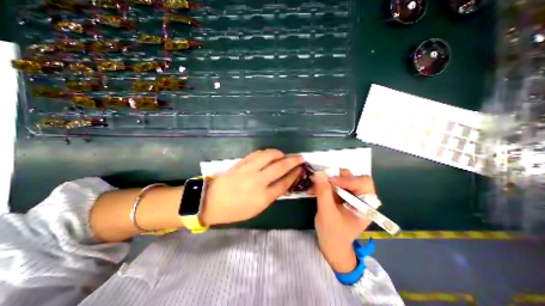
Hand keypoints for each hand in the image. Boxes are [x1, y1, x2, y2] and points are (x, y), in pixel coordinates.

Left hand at [198, 149, 303, 224]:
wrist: (212, 201)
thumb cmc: (235, 210)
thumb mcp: (257, 208)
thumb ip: (271, 195)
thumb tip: (283, 183)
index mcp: (263, 197)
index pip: (284, 182)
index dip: (294, 174)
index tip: (300, 169)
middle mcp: (258, 181)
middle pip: (280, 167)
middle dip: (293, 161)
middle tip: (300, 157)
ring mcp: (249, 169)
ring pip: (269, 156)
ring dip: (279, 153)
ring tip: (283, 155)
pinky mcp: (242, 163)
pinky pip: (257, 153)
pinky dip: (267, 152)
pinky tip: (270, 154)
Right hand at [313, 170, 377, 271]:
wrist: (330, 246)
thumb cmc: (333, 233)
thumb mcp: (327, 213)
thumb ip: (323, 192)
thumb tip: (319, 172)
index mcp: (366, 205)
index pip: (363, 183)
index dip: (348, 180)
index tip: (331, 182)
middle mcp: (361, 198)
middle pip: (353, 178)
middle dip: (337, 177)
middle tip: (324, 180)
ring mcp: (351, 196)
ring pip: (343, 179)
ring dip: (329, 179)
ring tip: (317, 184)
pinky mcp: (341, 196)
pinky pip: (334, 184)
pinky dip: (325, 184)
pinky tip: (315, 188)